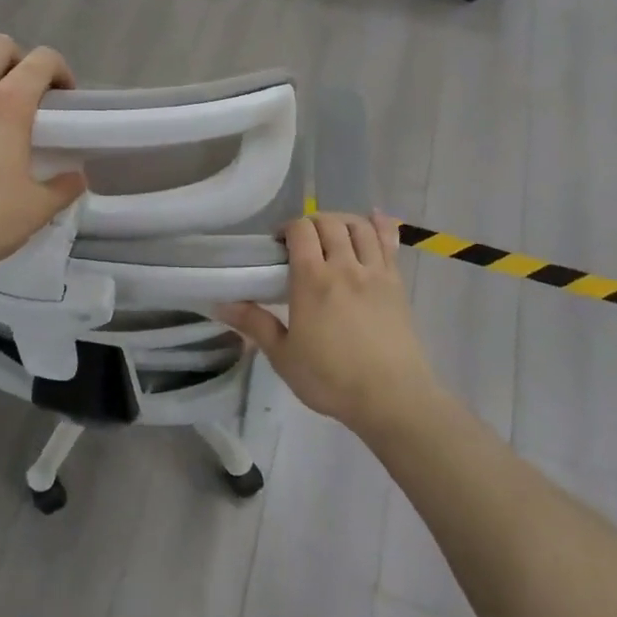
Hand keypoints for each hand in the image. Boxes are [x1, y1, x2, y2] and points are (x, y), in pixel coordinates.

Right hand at [220, 212, 442, 433]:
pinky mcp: (396, 284)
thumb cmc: (330, 379)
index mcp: (312, 281)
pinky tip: (373, 218)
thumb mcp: (283, 356)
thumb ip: (255, 324)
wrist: (392, 398)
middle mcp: (344, 267)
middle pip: (329, 223)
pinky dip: (379, 224)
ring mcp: (375, 273)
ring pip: (359, 227)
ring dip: (341, 221)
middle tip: (301, 242)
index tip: (277, 245)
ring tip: (331, 233)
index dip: (287, 228)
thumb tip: (220, 304)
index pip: (301, 231)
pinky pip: (389, 242)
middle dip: (311, 223)